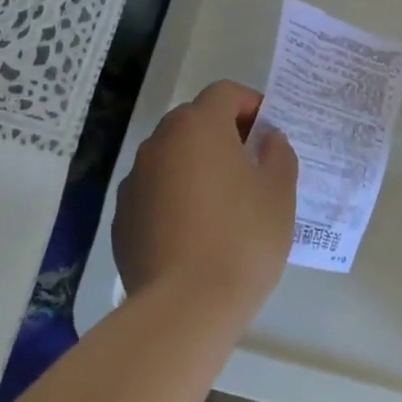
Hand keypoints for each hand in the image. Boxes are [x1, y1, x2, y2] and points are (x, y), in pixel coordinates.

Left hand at [113, 80, 298, 314]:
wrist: (184, 308)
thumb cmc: (242, 239)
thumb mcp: (279, 193)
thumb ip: (278, 155)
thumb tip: (268, 141)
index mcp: (199, 126)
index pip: (225, 93)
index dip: (251, 105)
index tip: (269, 134)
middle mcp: (160, 142)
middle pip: (194, 122)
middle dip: (223, 135)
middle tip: (251, 167)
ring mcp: (135, 180)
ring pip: (172, 157)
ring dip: (196, 166)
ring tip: (223, 204)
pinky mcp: (122, 217)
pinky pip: (155, 192)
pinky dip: (175, 198)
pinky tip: (194, 234)